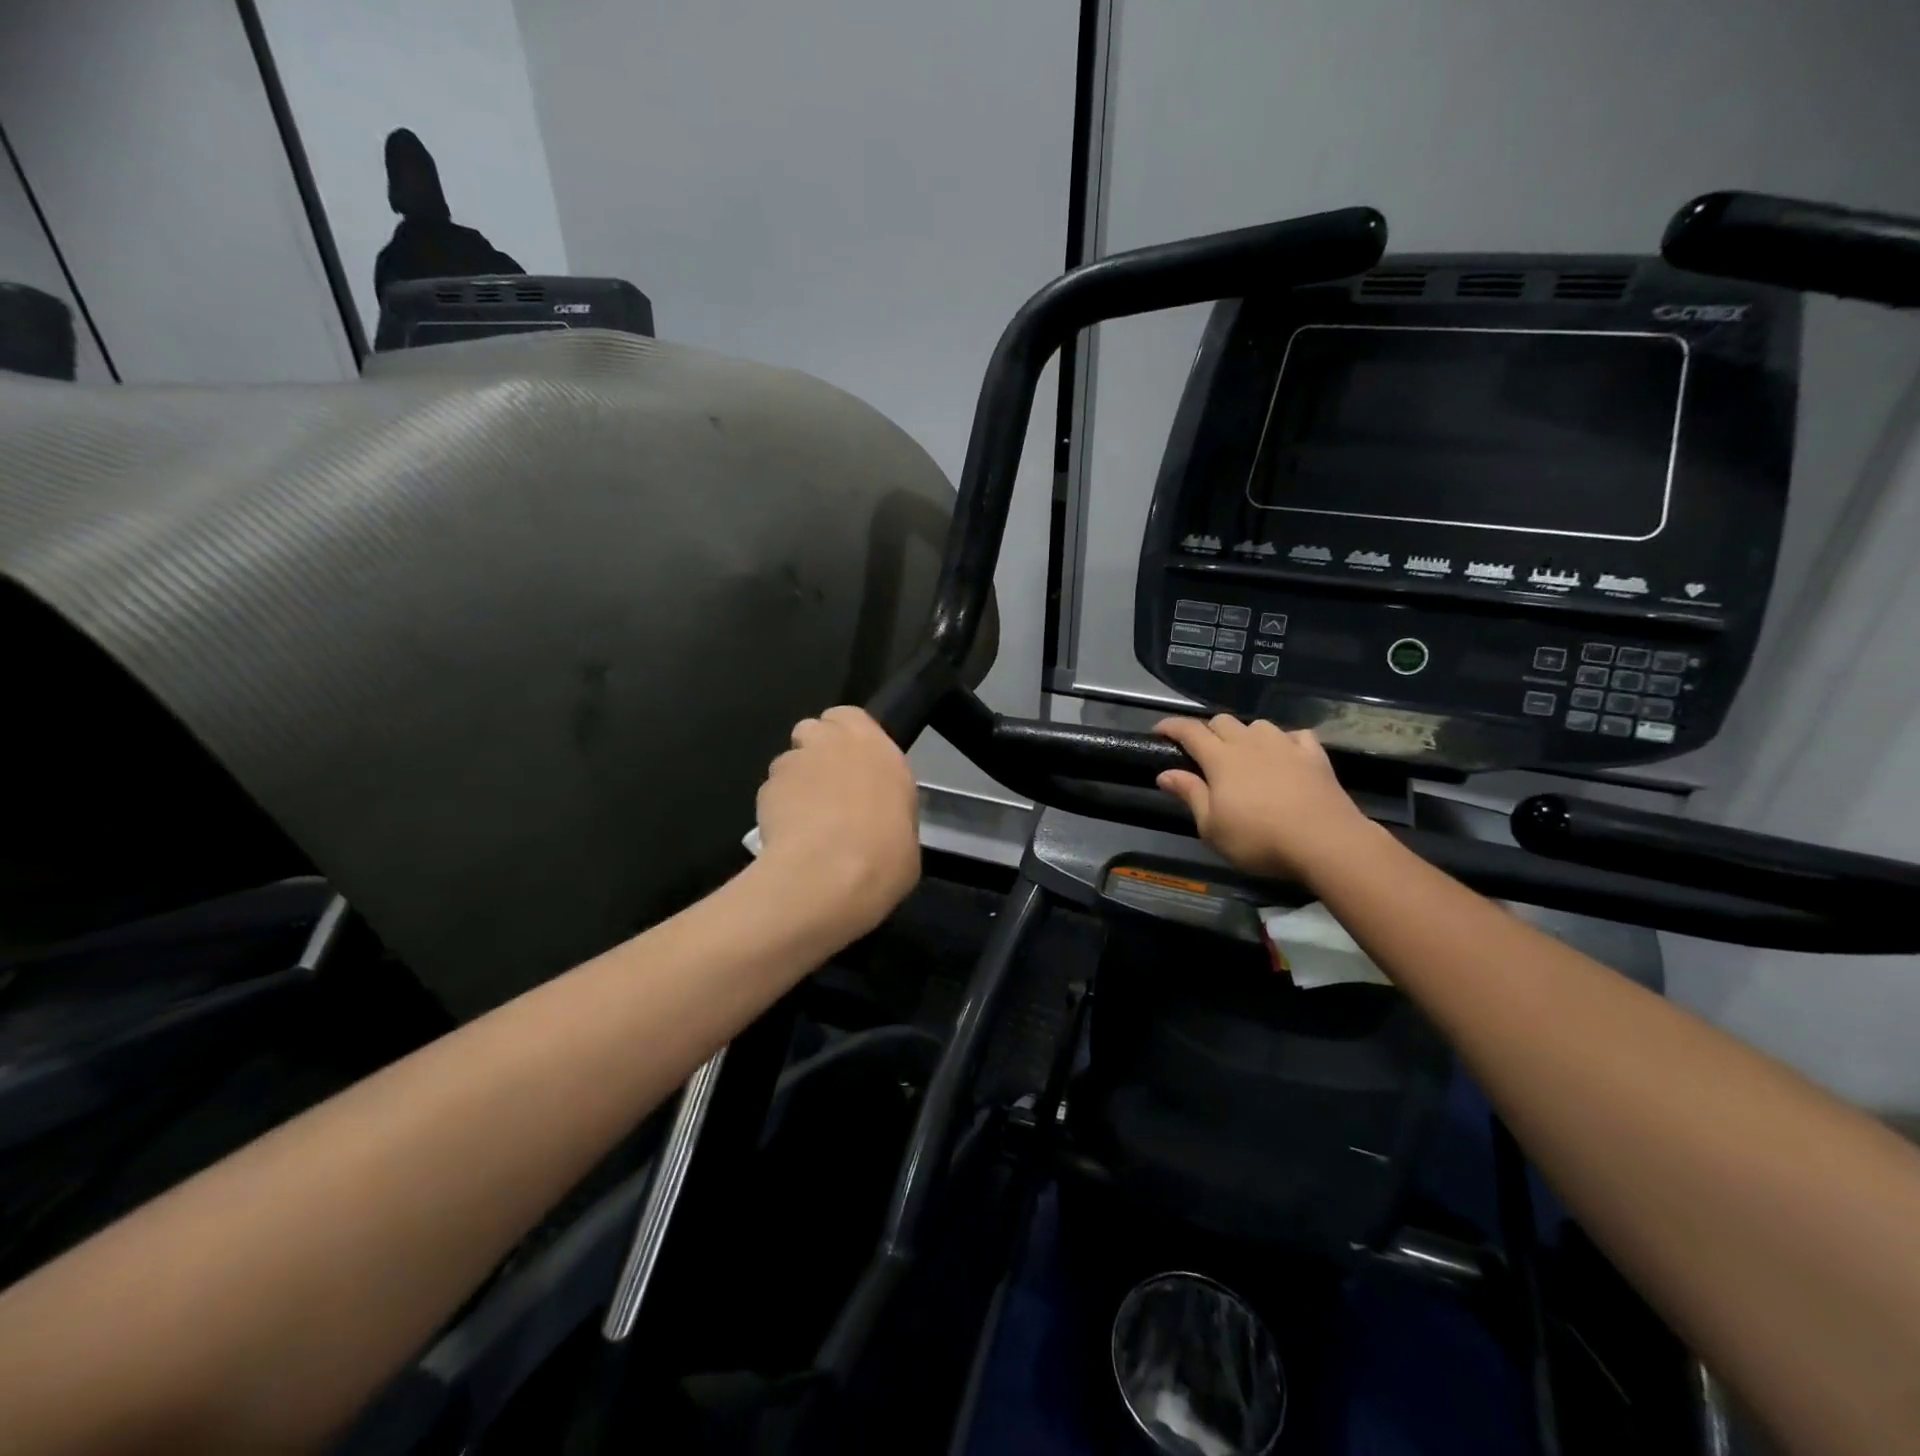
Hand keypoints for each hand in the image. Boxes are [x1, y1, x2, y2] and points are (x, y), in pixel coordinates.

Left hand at [756, 706, 920, 933]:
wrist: (831, 874)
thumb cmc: (886, 854)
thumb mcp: (906, 831)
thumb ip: (886, 809)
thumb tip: (877, 822)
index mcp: (876, 747)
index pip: (850, 716)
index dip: (846, 736)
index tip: (852, 763)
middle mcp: (833, 743)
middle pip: (813, 729)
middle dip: (815, 751)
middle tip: (826, 787)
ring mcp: (795, 762)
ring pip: (788, 761)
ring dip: (794, 782)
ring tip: (803, 819)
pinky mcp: (764, 789)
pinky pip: (771, 792)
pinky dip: (777, 809)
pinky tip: (787, 837)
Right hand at [1154, 715, 1376, 881]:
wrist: (1324, 841)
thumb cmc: (1258, 839)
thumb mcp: (1212, 827)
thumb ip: (1189, 795)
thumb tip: (1165, 773)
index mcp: (1220, 758)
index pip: (1189, 731)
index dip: (1171, 727)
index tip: (1158, 731)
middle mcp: (1250, 743)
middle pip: (1222, 721)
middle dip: (1207, 731)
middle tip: (1203, 753)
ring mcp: (1285, 745)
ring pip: (1258, 725)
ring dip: (1246, 735)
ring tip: (1245, 754)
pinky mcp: (1314, 755)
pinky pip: (1296, 735)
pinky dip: (1285, 741)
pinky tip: (1285, 754)